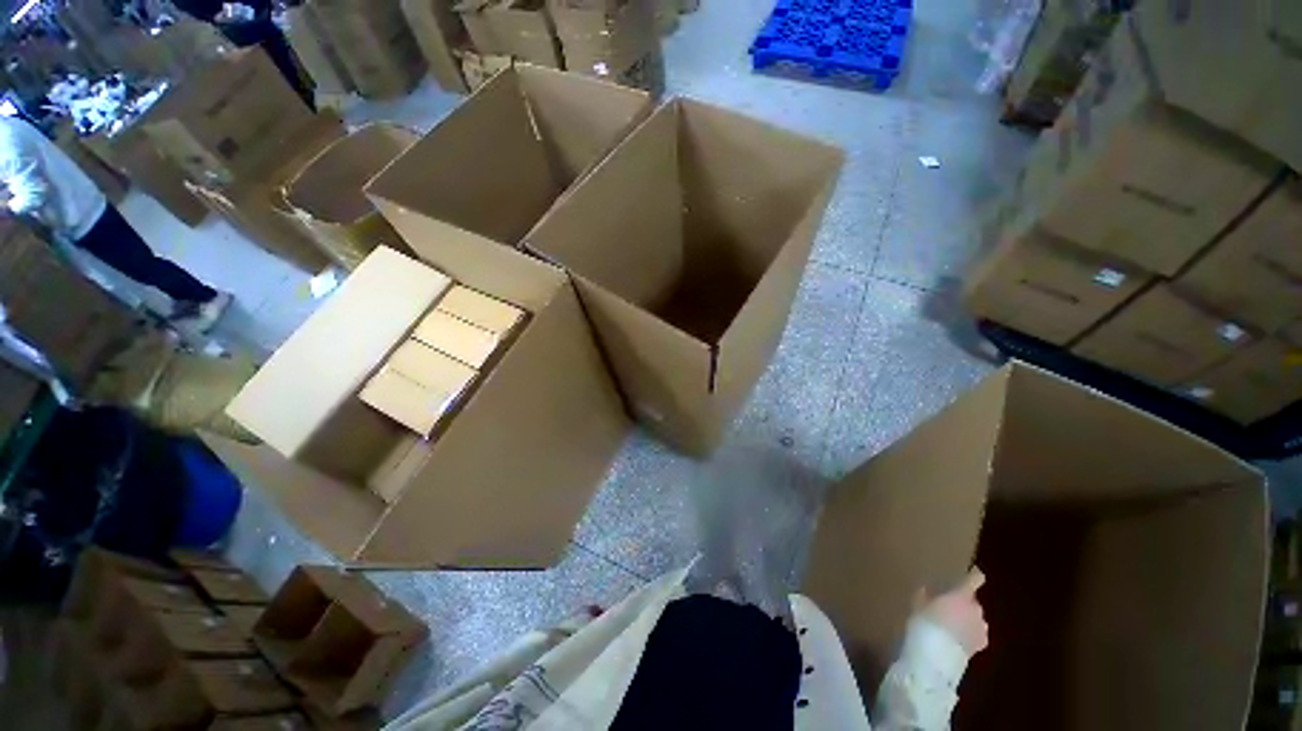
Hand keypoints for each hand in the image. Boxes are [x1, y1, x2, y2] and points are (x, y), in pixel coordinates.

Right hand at [914, 567, 987, 656]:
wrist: (936, 656)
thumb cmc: (925, 623)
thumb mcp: (918, 605)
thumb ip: (925, 595)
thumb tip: (927, 589)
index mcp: (960, 595)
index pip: (975, 579)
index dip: (974, 576)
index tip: (972, 573)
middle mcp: (975, 608)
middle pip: (972, 601)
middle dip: (963, 604)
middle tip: (948, 608)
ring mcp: (981, 627)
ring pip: (976, 618)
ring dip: (968, 619)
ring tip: (952, 627)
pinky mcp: (982, 644)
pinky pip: (978, 633)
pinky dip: (971, 634)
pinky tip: (958, 639)